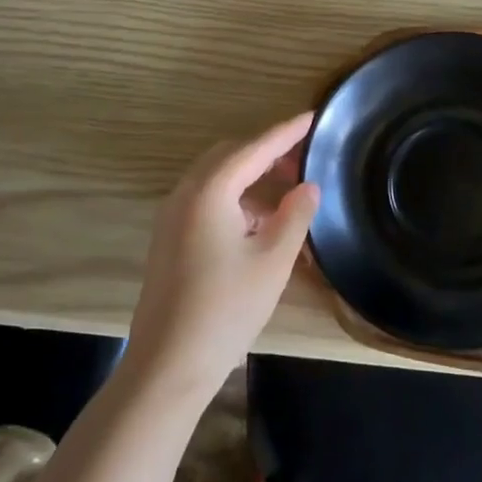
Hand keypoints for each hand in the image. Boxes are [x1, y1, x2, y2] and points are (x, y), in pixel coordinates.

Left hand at [124, 112, 319, 403]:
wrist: (168, 364)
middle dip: (266, 152)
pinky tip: (258, 223)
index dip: (286, 132)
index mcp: (210, 192)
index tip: (313, 117)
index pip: (255, 148)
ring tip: (286, 193)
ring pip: (215, 178)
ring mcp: (171, 217)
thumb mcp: (273, 260)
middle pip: (229, 156)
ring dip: (250, 176)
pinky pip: (205, 200)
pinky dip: (234, 198)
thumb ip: (295, 215)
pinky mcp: (169, 239)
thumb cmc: (227, 308)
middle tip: (303, 160)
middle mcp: (185, 194)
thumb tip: (309, 186)